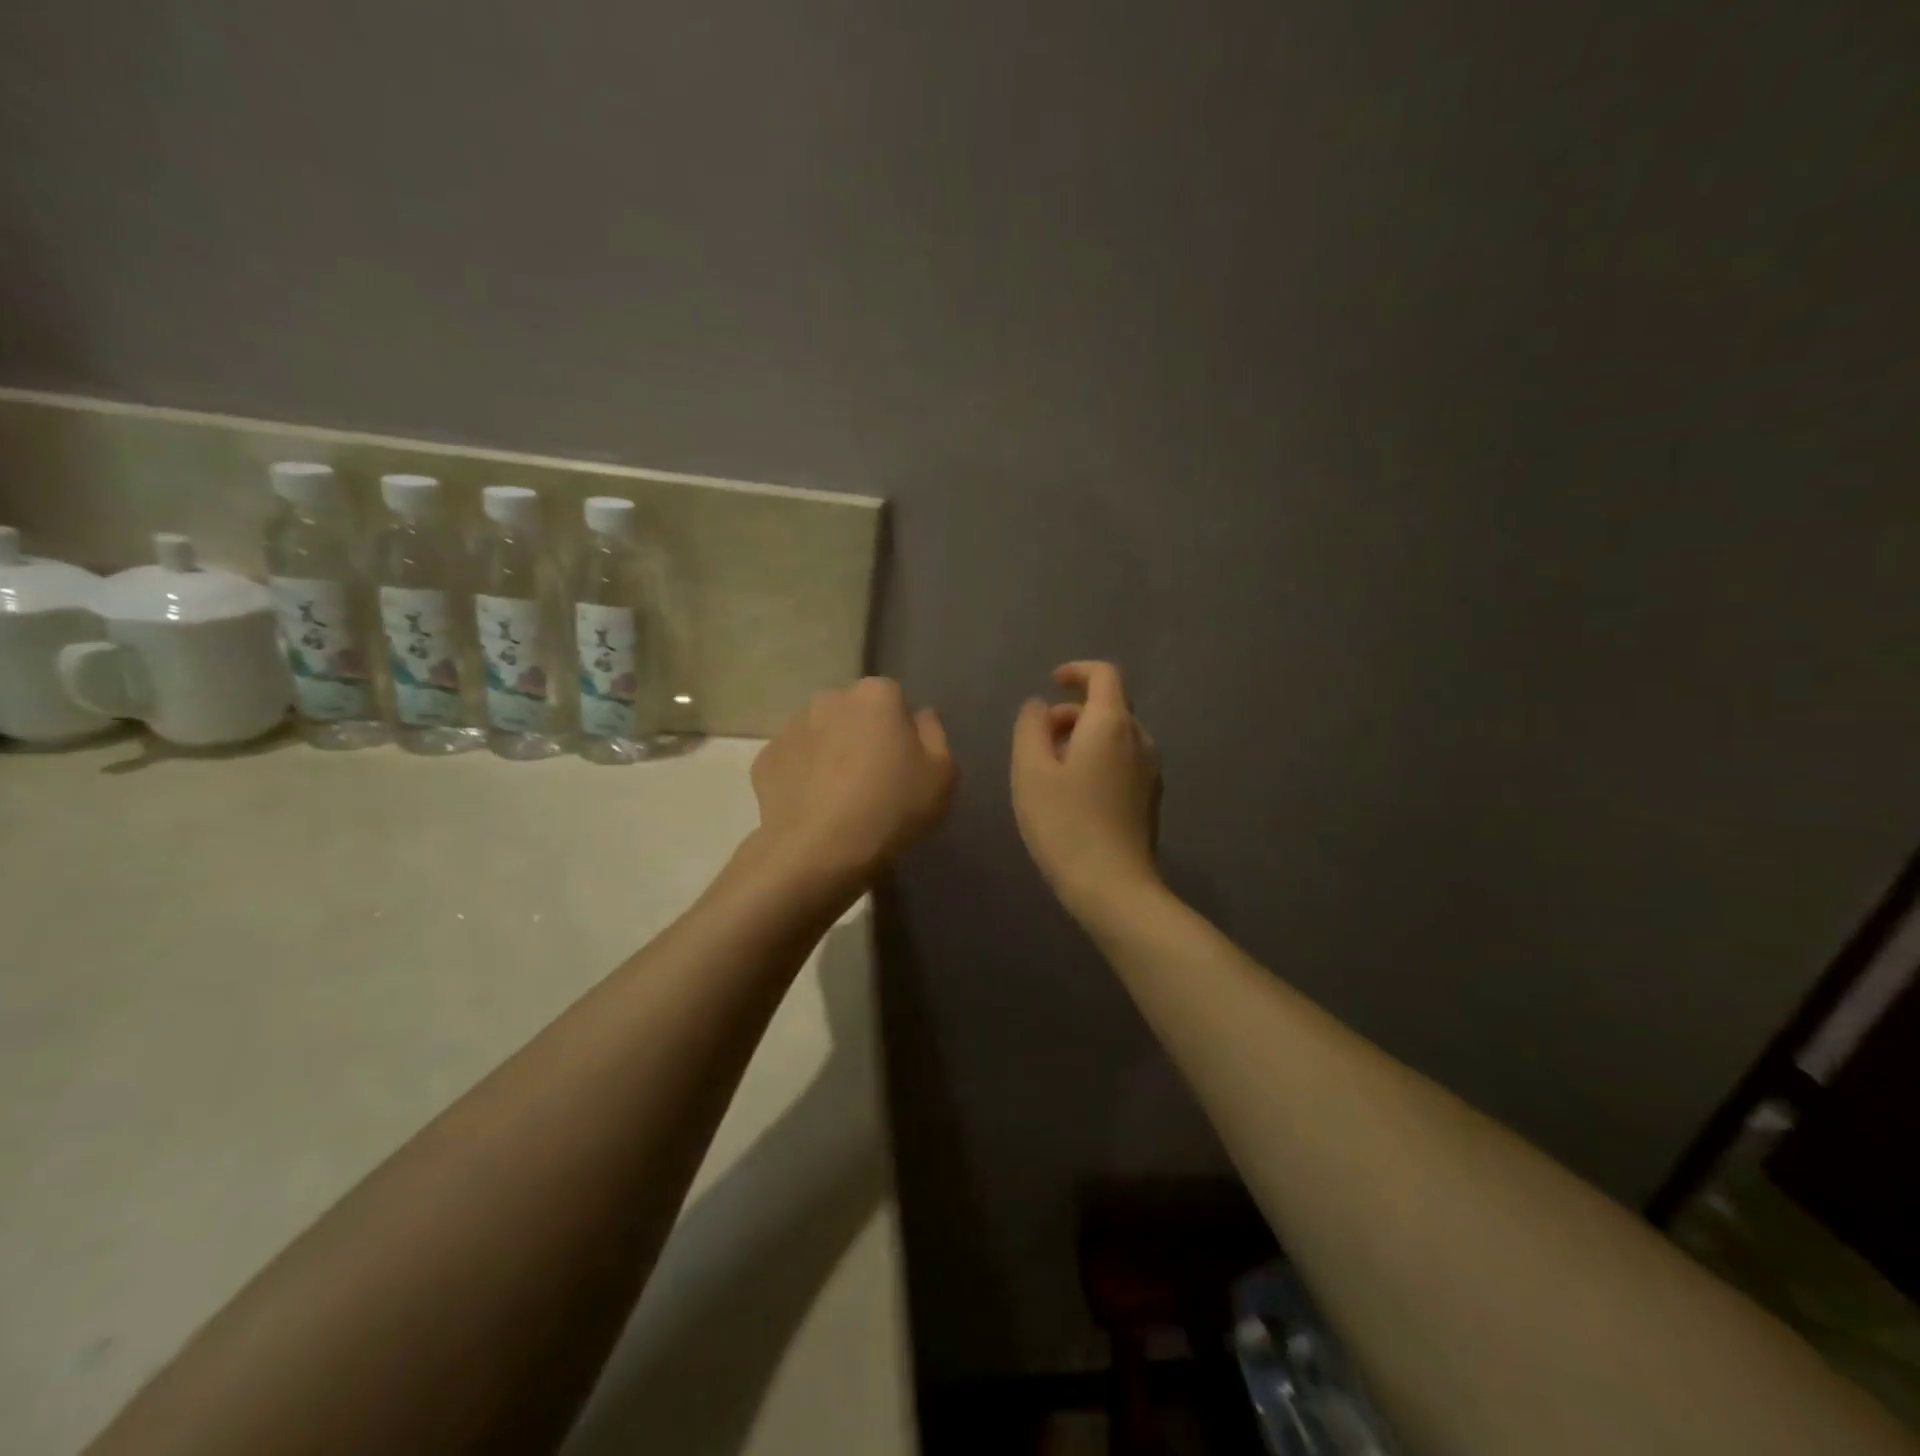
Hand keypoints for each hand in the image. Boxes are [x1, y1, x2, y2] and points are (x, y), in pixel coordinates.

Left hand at [750, 677, 955, 885]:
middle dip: (862, 735)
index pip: (894, 698)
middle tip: (873, 779)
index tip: (904, 762)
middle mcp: (830, 699)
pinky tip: (814, 807)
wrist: (819, 851)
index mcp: (876, 695)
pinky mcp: (765, 759)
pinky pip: (794, 761)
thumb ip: (934, 734)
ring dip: (830, 753)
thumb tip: (919, 716)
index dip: (901, 730)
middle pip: (854, 712)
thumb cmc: (891, 808)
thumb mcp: (942, 775)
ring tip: (840, 797)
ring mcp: (791, 727)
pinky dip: (802, 776)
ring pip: (820, 733)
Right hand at [1011, 661, 1160, 914]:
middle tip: (1038, 741)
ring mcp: (1151, 771)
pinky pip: (1123, 762)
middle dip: (1072, 713)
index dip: (1077, 671)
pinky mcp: (1151, 798)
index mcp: (1111, 724)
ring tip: (1051, 772)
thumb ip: (1030, 727)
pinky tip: (1075, 795)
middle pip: (1109, 707)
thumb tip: (1039, 706)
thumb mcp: (1030, 771)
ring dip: (1083, 739)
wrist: (1113, 886)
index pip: (1104, 675)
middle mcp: (1140, 740)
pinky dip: (1098, 760)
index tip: (1052, 682)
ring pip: (1116, 737)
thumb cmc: (1064, 823)